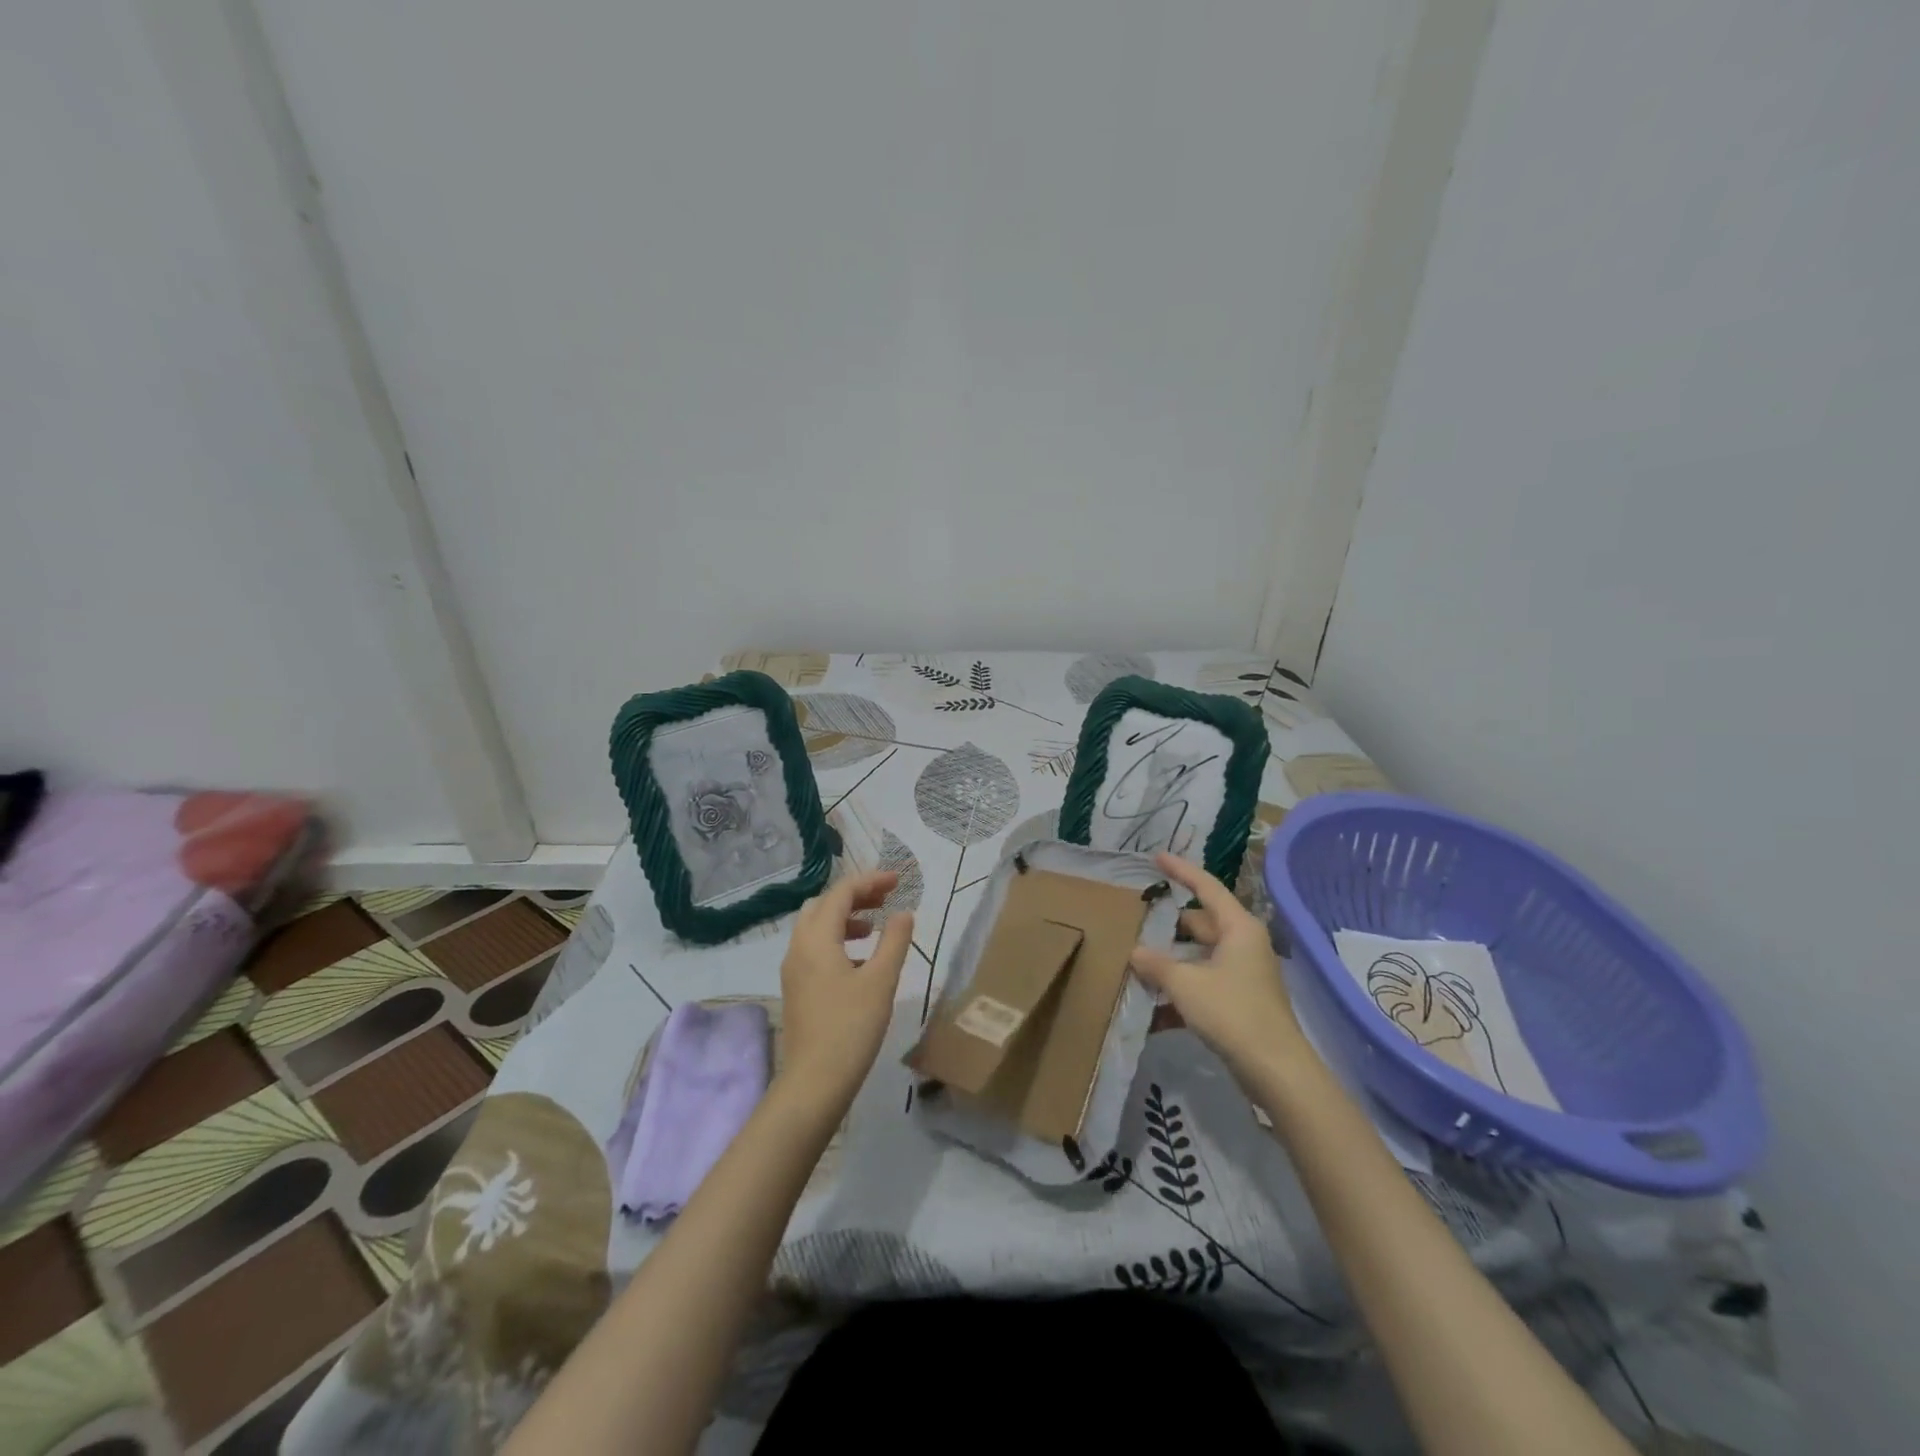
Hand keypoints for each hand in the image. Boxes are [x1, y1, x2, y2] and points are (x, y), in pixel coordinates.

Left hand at [776, 870, 913, 1108]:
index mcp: (816, 939)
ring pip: (816, 928)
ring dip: (845, 918)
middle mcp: (798, 948)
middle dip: (855, 896)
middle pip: (823, 905)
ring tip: (875, 927)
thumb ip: (894, 941)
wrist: (814, 1083)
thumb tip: (903, 913)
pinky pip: (815, 949)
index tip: (898, 881)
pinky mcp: (797, 989)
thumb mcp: (881, 981)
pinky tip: (861, 961)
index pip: (841, 893)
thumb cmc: (851, 1028)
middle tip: (885, 898)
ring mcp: (794, 970)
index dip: (870, 881)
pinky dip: (838, 941)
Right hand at [1129, 853, 1310, 1084]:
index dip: (1181, 870)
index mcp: (1238, 928)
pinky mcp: (1239, 1001)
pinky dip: (1180, 992)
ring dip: (1170, 962)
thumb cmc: (1232, 1013)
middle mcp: (1243, 944)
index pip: (1206, 887)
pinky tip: (1151, 1009)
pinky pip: (1202, 984)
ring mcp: (1242, 974)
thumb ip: (1156, 964)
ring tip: (1135, 961)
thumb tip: (1135, 952)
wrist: (1275, 1070)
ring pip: (1198, 956)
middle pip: (1199, 923)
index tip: (1157, 857)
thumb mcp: (1185, 984)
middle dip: (1168, 924)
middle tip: (1136, 917)